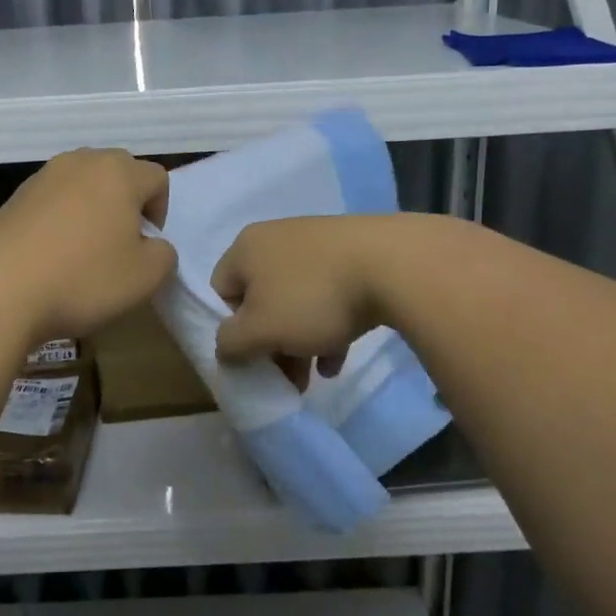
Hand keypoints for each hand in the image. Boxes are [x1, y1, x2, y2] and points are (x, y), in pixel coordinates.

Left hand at [0, 149, 175, 343]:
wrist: (1, 291)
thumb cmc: (83, 279)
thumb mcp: (146, 277)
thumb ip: (164, 254)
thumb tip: (152, 244)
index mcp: (119, 173)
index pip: (157, 178)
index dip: (160, 211)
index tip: (145, 244)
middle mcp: (81, 162)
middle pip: (119, 171)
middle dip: (127, 201)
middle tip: (120, 242)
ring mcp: (43, 176)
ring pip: (83, 182)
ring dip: (92, 206)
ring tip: (84, 247)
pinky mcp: (14, 196)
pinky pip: (52, 199)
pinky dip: (60, 217)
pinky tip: (52, 253)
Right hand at [211, 216, 394, 370]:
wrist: (393, 265)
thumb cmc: (313, 297)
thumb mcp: (261, 330)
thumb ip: (231, 343)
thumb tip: (224, 348)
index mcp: (246, 248)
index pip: (222, 292)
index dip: (231, 329)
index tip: (252, 357)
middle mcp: (275, 239)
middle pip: (260, 300)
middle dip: (270, 344)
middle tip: (285, 377)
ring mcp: (316, 244)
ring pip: (296, 301)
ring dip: (299, 341)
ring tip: (315, 376)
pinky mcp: (350, 254)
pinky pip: (328, 295)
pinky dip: (328, 327)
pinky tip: (339, 359)